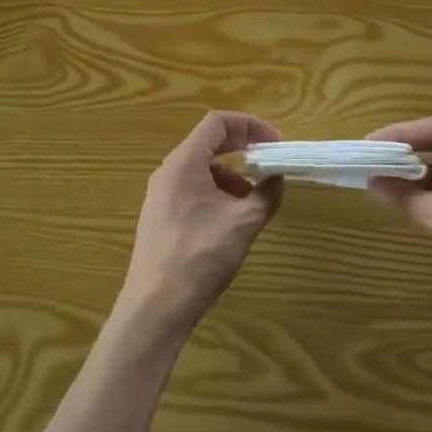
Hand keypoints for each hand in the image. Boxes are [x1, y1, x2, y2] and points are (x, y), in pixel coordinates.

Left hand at [117, 112, 283, 340]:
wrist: (154, 309)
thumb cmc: (199, 256)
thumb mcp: (242, 224)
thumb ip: (265, 195)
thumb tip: (277, 179)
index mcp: (184, 162)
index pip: (218, 122)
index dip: (250, 125)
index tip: (275, 143)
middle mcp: (169, 171)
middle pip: (209, 142)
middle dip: (243, 149)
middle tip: (270, 162)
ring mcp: (161, 195)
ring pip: (201, 169)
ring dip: (231, 175)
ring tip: (252, 201)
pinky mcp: (160, 218)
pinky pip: (192, 190)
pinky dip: (216, 194)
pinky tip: (230, 223)